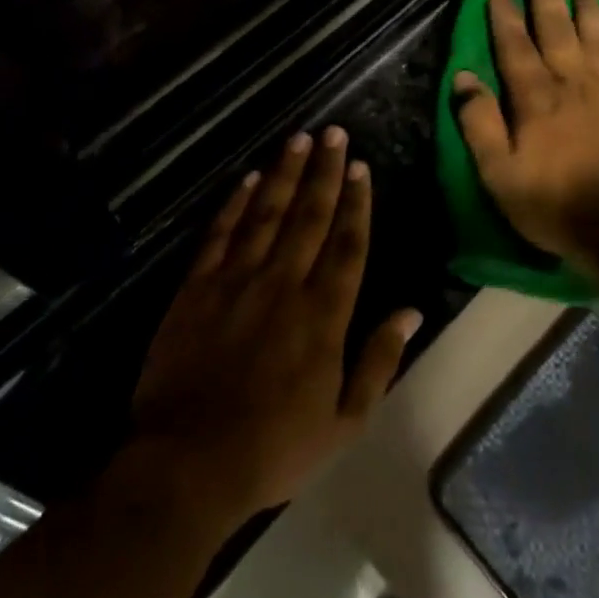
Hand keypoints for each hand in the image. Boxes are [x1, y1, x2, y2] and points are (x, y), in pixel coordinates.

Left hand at [130, 128, 422, 529]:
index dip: (356, 202)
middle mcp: (284, 284)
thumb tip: (411, 311)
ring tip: (300, 140)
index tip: (361, 166)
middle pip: (310, 216)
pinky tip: (250, 178)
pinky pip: (221, 234)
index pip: (347, 244)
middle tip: (334, 133)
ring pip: (268, 214)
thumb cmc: (273, 448)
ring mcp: (237, 281)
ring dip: (286, 174)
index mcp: (323, 315)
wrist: (187, 464)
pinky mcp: (197, 287)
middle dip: (325, 171)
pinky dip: (236, 203)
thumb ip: (380, 361)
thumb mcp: (344, 422)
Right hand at [453, 0, 598, 260]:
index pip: (515, 43)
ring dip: (588, 5)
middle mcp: (572, 82)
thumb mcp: (498, 172)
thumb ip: (479, 122)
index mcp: (536, 96)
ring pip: (597, 36)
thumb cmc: (552, 202)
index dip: (504, 11)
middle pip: (558, 27)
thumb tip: (463, 77)